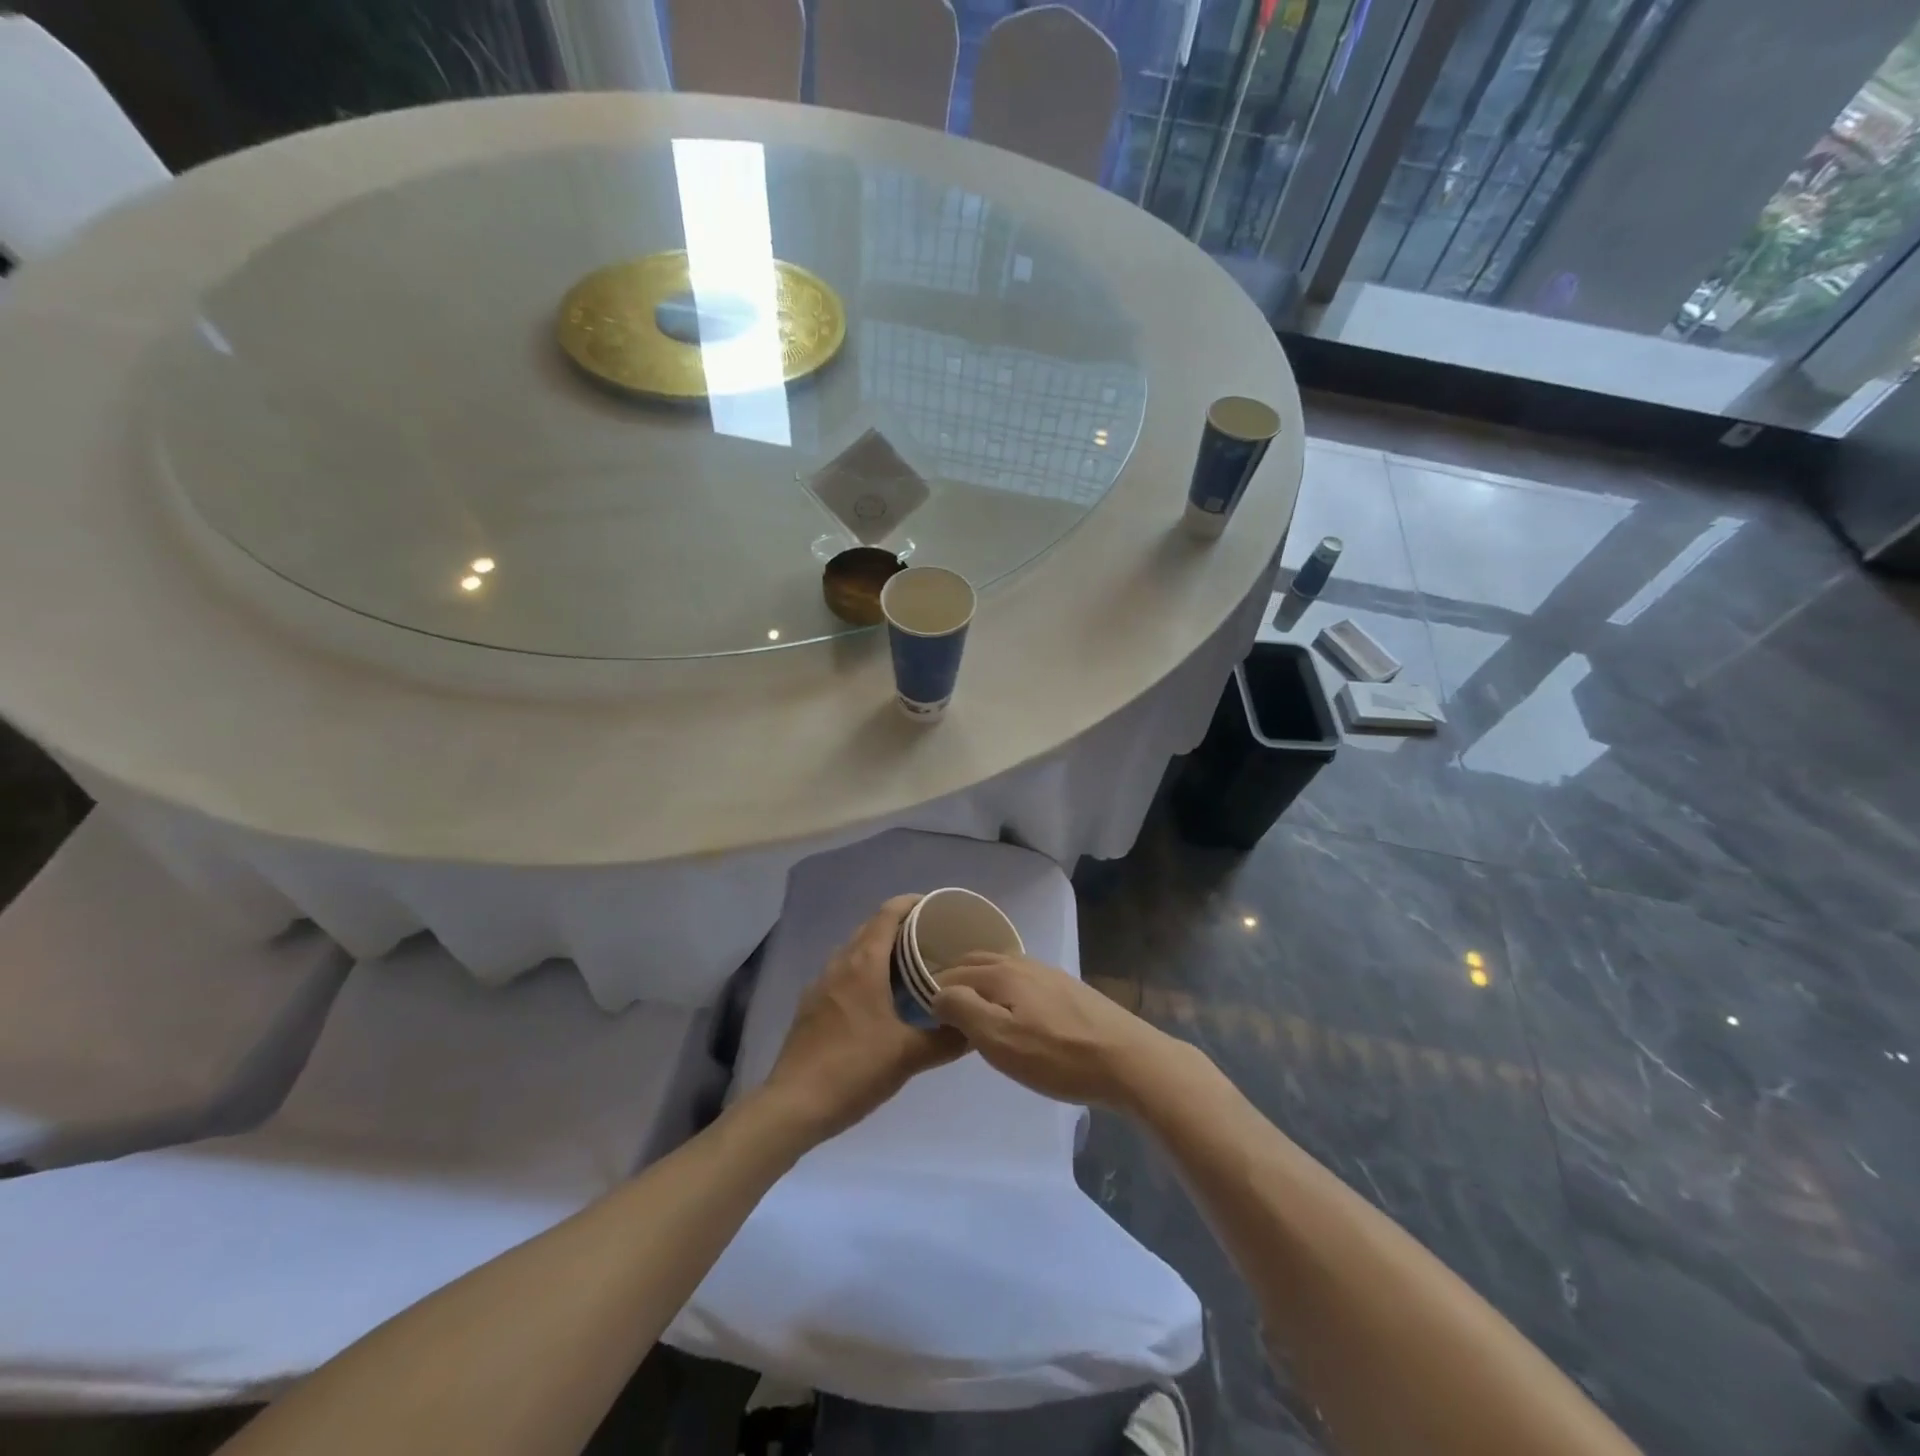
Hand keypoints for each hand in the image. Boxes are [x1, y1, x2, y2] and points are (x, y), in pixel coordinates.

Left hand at [760, 896, 966, 1140]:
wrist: (794, 1105)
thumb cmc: (854, 1069)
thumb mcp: (909, 1056)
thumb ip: (947, 1039)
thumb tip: (976, 1027)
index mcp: (863, 964)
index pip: (888, 914)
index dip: (912, 903)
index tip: (937, 907)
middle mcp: (840, 964)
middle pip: (871, 929)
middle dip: (900, 926)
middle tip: (933, 939)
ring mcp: (821, 985)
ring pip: (854, 951)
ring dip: (880, 949)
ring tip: (910, 966)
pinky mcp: (811, 1006)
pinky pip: (843, 973)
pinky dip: (864, 971)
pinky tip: (879, 999)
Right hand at [929, 953, 1177, 1109]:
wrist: (1128, 1060)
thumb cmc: (1058, 1056)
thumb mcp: (1000, 1041)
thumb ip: (964, 1011)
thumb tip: (938, 992)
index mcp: (1002, 973)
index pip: (954, 971)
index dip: (932, 986)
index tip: (917, 1006)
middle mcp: (1023, 963)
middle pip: (978, 961)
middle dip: (954, 976)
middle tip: (937, 1003)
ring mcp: (1048, 974)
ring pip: (1002, 968)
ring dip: (979, 980)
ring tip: (969, 1006)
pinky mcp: (1067, 989)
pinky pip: (1022, 979)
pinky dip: (1003, 987)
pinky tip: (1010, 1009)